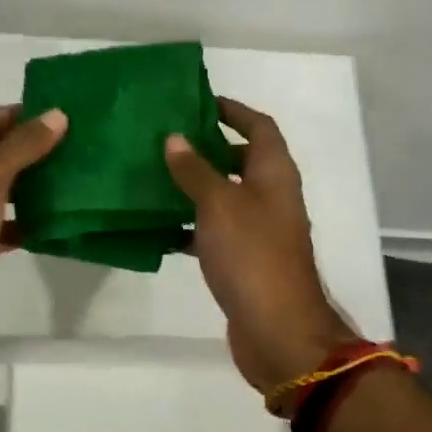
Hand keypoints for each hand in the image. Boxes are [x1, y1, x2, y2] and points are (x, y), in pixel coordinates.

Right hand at [164, 97, 353, 394]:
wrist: (277, 329)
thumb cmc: (252, 254)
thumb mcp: (219, 203)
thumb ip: (195, 170)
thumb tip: (175, 138)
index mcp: (274, 173)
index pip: (259, 127)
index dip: (233, 110)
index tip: (200, 102)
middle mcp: (271, 196)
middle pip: (241, 159)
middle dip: (208, 147)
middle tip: (167, 138)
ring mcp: (260, 230)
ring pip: (225, 196)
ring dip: (195, 185)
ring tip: (154, 175)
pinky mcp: (244, 259)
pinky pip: (215, 230)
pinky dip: (192, 225)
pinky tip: (160, 226)